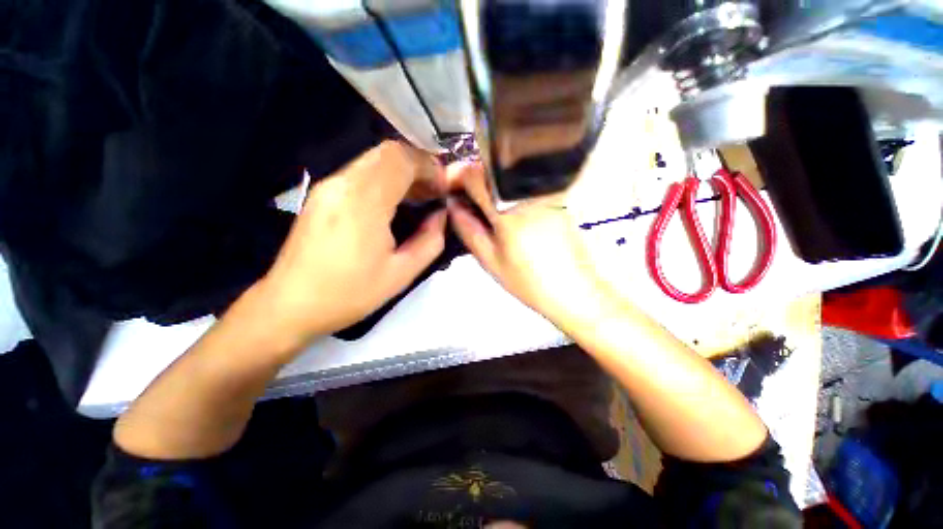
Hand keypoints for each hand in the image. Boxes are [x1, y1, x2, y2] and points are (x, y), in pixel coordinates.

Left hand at [256, 141, 446, 349]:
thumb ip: (430, 240)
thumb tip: (441, 215)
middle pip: (387, 151)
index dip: (429, 166)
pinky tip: (392, 202)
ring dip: (401, 171)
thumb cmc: (350, 292)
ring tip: (417, 197)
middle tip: (433, 191)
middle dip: (417, 165)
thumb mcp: (401, 273)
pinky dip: (384, 178)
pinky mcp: (321, 194)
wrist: (291, 304)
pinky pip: (360, 172)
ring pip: (373, 159)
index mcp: (364, 202)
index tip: (443, 188)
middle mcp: (342, 184)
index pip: (401, 159)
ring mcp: (328, 186)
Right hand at [445, 162, 606, 325]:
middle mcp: (527, 190)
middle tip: (463, 200)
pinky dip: (507, 190)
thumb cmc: (529, 281)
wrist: (575, 289)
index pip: (474, 173)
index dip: (455, 176)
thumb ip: (467, 228)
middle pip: (490, 168)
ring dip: (489, 184)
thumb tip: (451, 205)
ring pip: (506, 174)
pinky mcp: (556, 194)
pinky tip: (504, 209)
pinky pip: (523, 182)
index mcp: (507, 207)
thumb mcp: (490, 259)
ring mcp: (545, 189)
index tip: (447, 188)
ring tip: (482, 207)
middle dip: (471, 180)